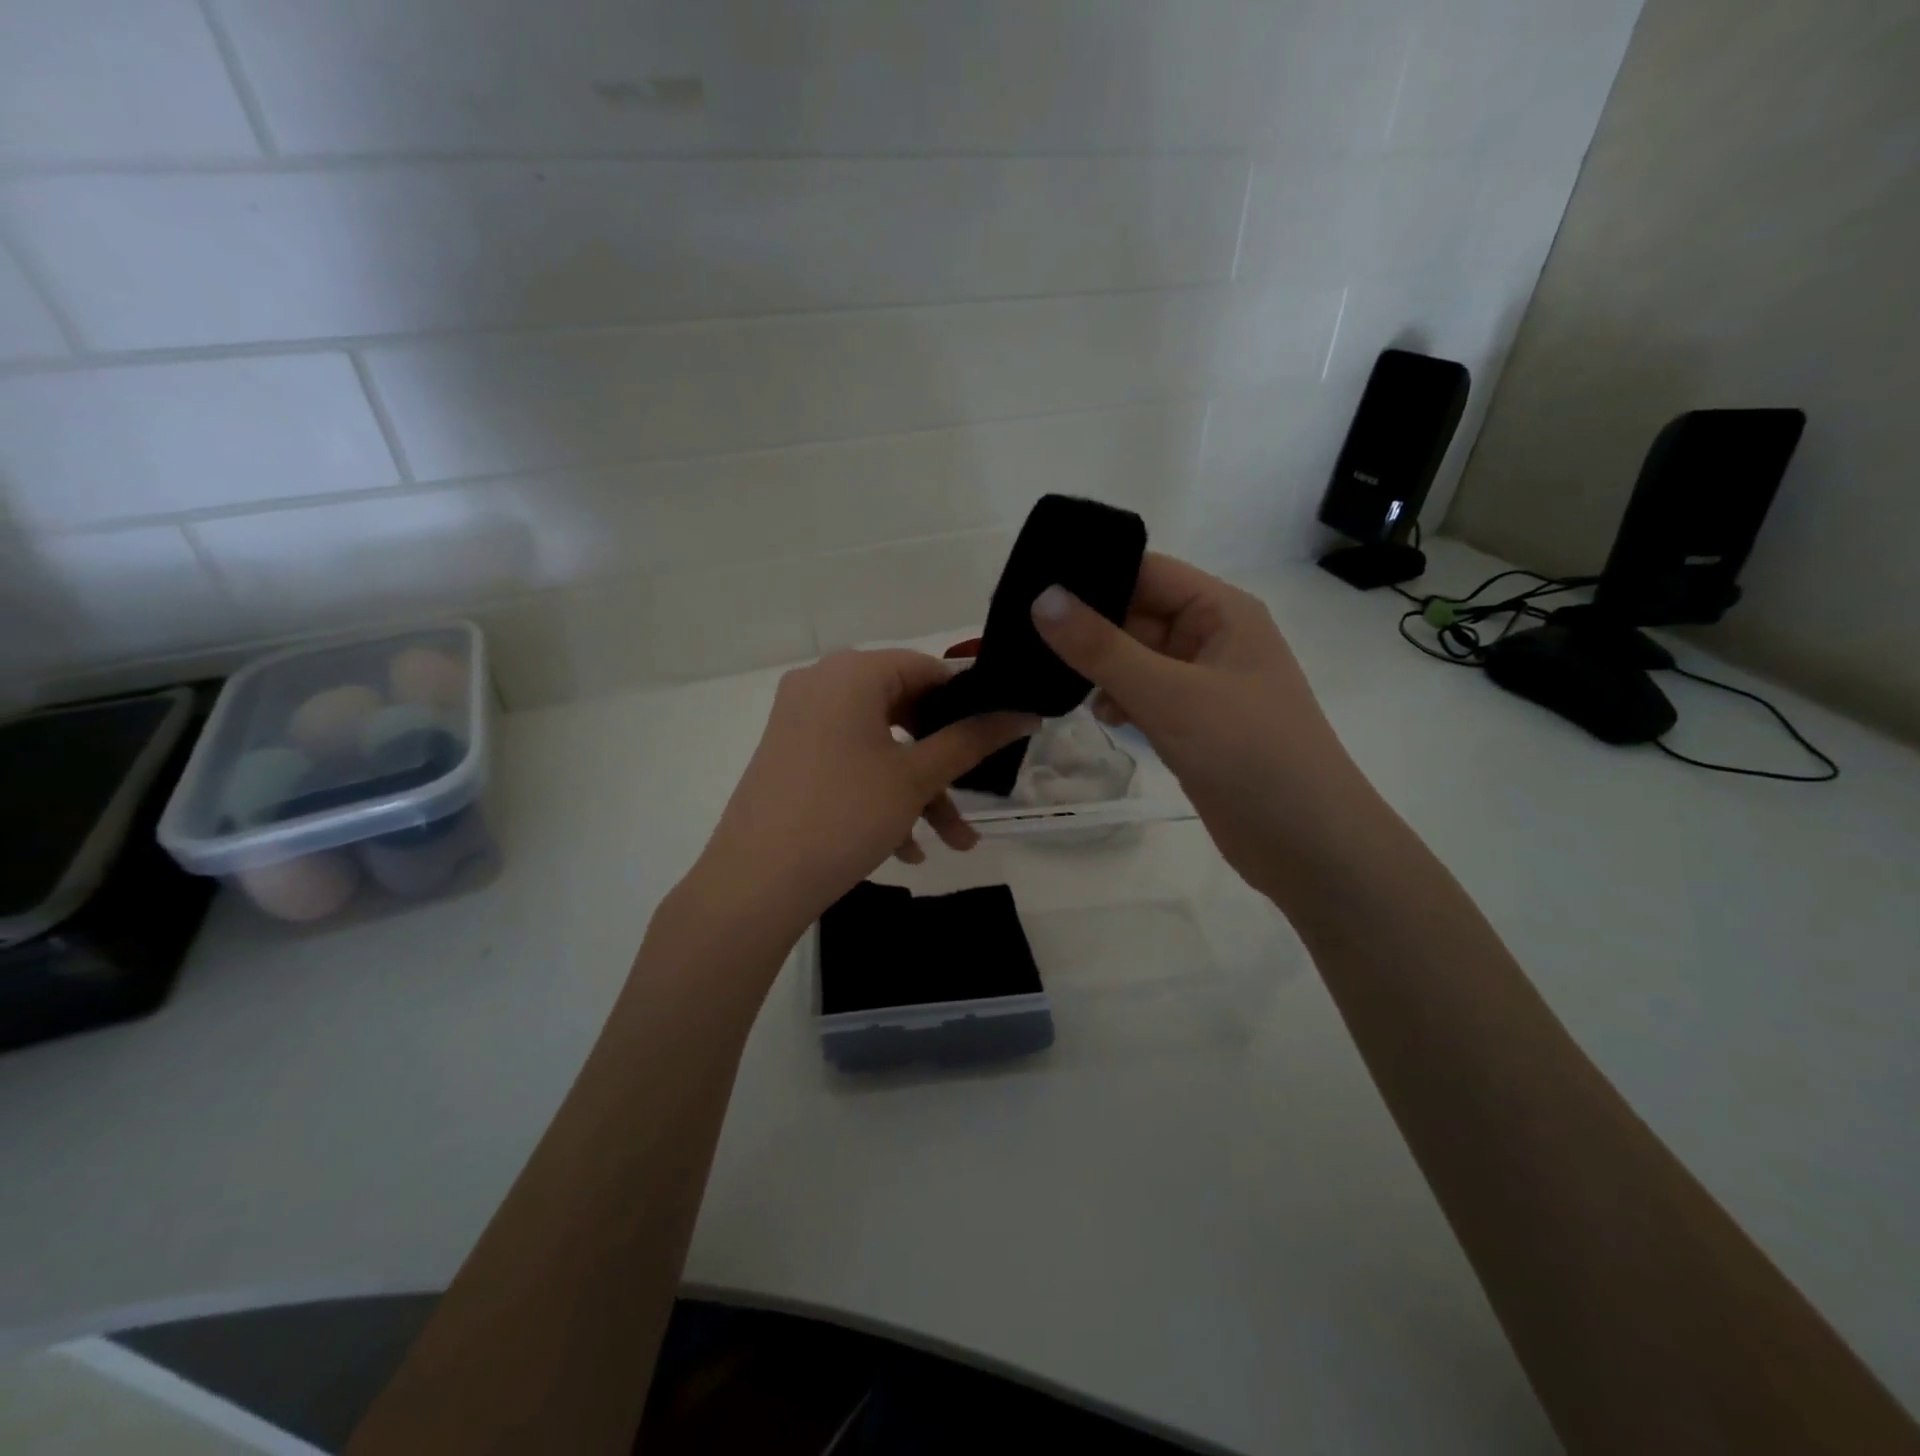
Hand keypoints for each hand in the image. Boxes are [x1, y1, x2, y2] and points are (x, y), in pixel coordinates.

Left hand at [687, 649, 1035, 937]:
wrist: (754, 884)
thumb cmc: (844, 816)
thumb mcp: (916, 778)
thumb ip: (972, 739)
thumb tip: (1025, 712)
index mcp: (851, 673)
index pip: (928, 670)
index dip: (968, 704)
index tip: (997, 740)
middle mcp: (821, 684)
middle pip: (904, 710)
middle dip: (944, 764)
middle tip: (974, 798)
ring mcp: (799, 720)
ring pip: (880, 745)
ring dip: (918, 791)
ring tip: (951, 844)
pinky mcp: (789, 755)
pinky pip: (849, 762)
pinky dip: (880, 795)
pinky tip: (906, 849)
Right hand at [1030, 553, 1360, 896]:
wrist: (1306, 842)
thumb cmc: (1248, 752)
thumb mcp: (1170, 694)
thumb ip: (1102, 648)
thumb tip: (1042, 598)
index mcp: (1221, 611)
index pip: (1146, 572)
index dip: (1092, 575)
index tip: (1031, 588)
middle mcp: (1212, 638)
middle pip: (1136, 614)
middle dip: (1088, 629)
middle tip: (1026, 641)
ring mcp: (1203, 684)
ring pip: (1135, 659)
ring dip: (1100, 669)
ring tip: (1054, 682)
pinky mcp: (1193, 723)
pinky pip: (1144, 695)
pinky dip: (1118, 701)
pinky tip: (1101, 717)